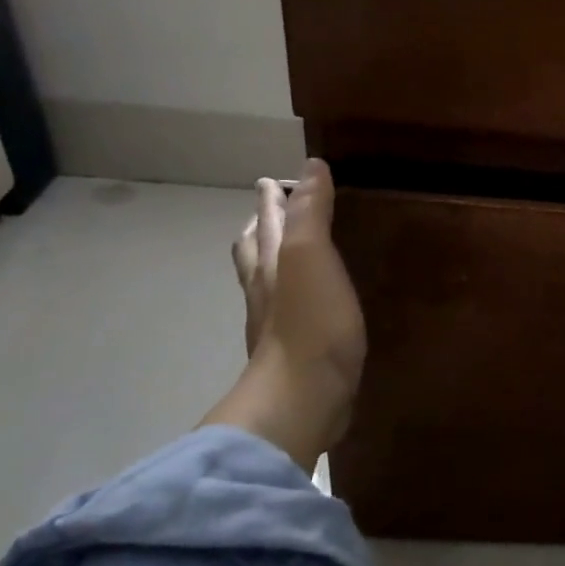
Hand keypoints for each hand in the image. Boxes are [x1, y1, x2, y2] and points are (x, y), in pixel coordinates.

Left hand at [207, 159, 366, 468]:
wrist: (303, 398)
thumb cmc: (311, 323)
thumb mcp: (311, 256)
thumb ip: (310, 213)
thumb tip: (310, 167)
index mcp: (270, 264)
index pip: (266, 222)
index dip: (271, 200)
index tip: (271, 180)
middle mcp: (265, 291)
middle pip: (254, 253)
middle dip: (260, 229)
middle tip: (267, 214)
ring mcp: (275, 326)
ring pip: (265, 283)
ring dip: (270, 262)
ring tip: (284, 253)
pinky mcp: (294, 354)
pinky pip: (287, 313)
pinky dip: (291, 296)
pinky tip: (309, 304)